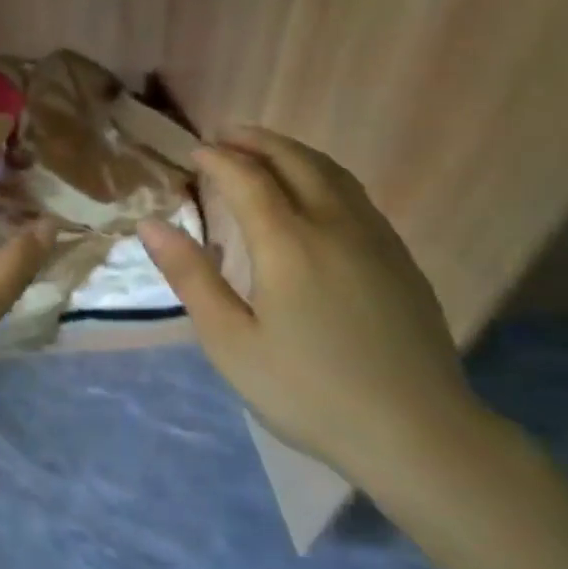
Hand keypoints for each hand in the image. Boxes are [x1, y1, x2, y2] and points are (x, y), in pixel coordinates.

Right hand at [138, 127, 476, 477]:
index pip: (247, 178)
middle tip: (225, 136)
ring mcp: (376, 238)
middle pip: (294, 161)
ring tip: (265, 151)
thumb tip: (150, 224)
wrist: (417, 432)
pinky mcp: (400, 258)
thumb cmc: (308, 391)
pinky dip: (323, 175)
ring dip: (293, 152)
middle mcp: (334, 225)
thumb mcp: (231, 341)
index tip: (193, 152)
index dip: (217, 159)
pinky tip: (314, 195)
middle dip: (256, 141)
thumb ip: (191, 277)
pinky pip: (355, 194)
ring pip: (332, 172)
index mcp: (288, 243)